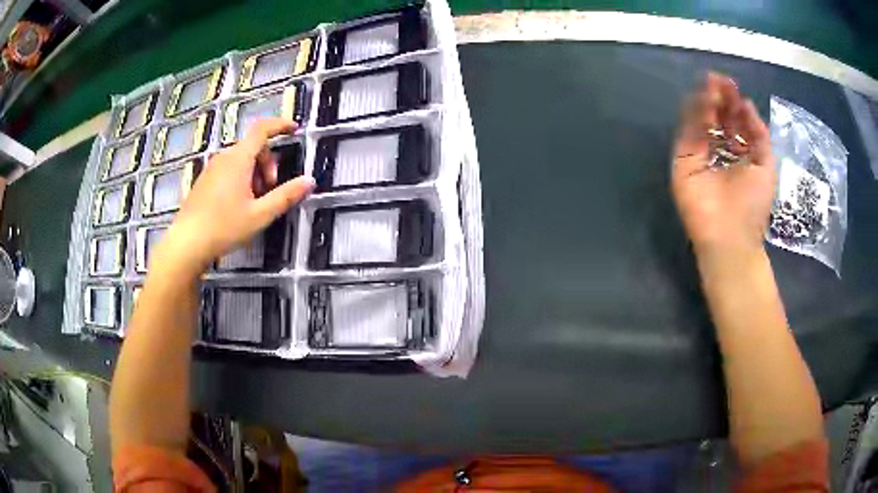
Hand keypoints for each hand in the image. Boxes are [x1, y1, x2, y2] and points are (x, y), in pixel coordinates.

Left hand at [160, 117, 313, 272]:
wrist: (186, 244)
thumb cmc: (224, 227)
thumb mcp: (260, 215)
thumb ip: (286, 196)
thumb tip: (310, 181)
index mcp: (238, 159)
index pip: (262, 129)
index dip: (280, 125)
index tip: (295, 128)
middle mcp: (224, 158)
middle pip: (253, 147)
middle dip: (268, 163)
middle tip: (271, 189)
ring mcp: (211, 169)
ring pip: (241, 160)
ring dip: (255, 173)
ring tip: (256, 202)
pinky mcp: (204, 181)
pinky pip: (229, 170)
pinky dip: (241, 179)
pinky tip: (239, 205)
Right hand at [672, 72, 774, 256]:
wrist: (731, 238)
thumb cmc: (753, 206)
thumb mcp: (765, 165)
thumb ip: (759, 134)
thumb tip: (746, 103)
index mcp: (736, 153)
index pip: (731, 121)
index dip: (732, 103)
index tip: (733, 86)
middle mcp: (716, 150)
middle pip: (714, 117)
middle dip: (719, 98)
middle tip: (721, 81)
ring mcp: (698, 155)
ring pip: (700, 120)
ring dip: (706, 101)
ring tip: (714, 86)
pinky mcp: (683, 160)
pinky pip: (689, 132)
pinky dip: (696, 115)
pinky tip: (707, 101)